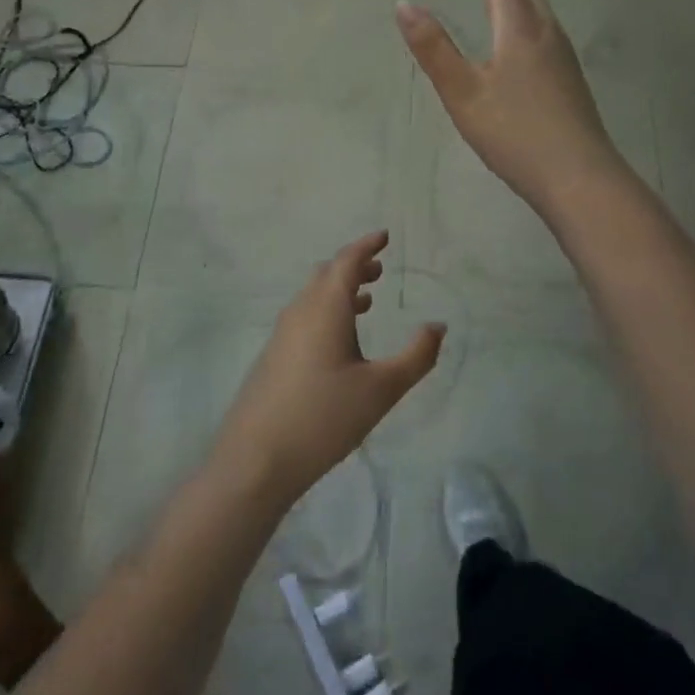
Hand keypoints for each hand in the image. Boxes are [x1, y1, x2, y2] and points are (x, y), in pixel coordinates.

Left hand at [213, 231, 443, 505]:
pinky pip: (304, 316)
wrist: (257, 459)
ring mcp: (282, 333)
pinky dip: (327, 310)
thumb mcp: (381, 389)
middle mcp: (301, 311)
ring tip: (367, 299)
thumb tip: (438, 326)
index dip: (367, 245)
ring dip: (340, 290)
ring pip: (313, 296)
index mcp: (326, 307)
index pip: (347, 261)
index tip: (385, 236)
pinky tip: (340, 340)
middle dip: (354, 266)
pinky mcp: (273, 356)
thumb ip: (416, 356)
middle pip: (327, 274)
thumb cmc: (324, 417)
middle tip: (379, 267)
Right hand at [396, 0, 627, 213]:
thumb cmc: (515, 134)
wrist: (579, 178)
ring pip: (541, 11)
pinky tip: (521, 44)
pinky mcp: (572, 81)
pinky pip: (548, 32)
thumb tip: (404, 4)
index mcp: (520, 31)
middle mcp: (547, 35)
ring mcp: (565, 59)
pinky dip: (528, 19)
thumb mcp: (462, 93)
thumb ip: (433, 49)